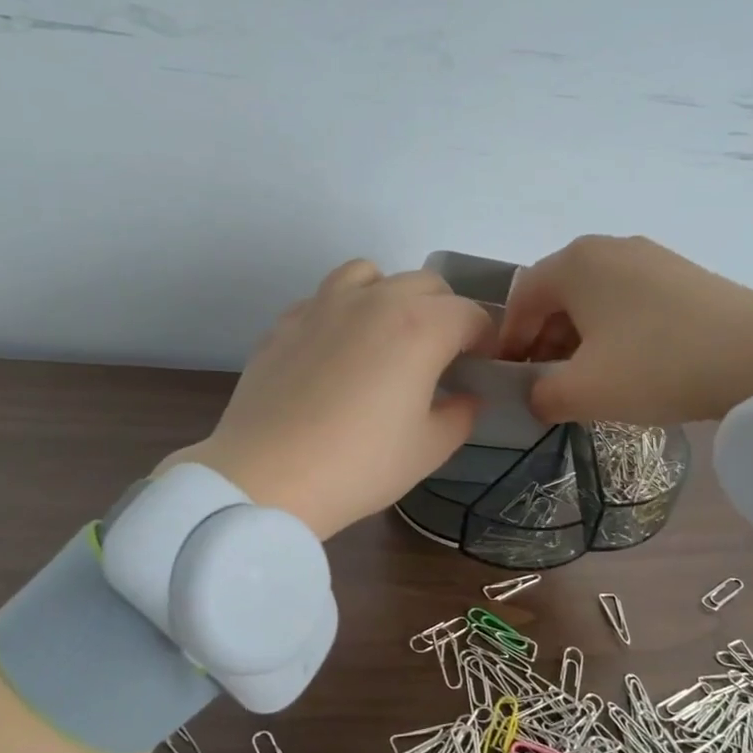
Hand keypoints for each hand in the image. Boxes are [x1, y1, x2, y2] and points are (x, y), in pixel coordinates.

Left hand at [161, 260, 491, 539]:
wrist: (267, 477)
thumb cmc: (360, 465)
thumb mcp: (429, 449)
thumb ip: (462, 414)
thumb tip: (467, 396)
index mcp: (421, 326)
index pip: (471, 314)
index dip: (485, 340)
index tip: (480, 368)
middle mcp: (375, 300)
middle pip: (426, 284)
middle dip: (445, 313)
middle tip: (441, 357)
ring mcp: (324, 305)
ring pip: (371, 275)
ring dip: (391, 296)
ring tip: (387, 338)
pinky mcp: (286, 322)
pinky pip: (325, 298)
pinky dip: (344, 312)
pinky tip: (337, 353)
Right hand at [496, 235, 752, 424]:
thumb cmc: (657, 366)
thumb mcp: (584, 392)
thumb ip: (540, 396)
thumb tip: (536, 396)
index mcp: (575, 262)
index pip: (521, 298)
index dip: (508, 342)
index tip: (511, 380)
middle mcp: (608, 248)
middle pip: (557, 295)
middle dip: (544, 341)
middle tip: (547, 384)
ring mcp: (650, 257)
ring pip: (594, 299)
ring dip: (579, 339)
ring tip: (589, 380)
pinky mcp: (682, 274)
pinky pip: (629, 300)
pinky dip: (614, 331)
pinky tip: (629, 365)